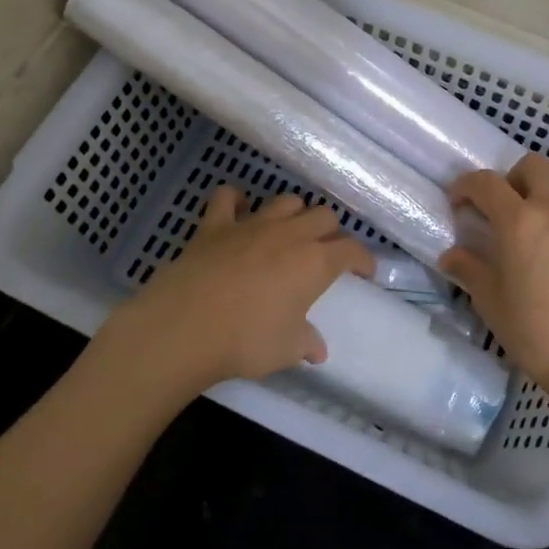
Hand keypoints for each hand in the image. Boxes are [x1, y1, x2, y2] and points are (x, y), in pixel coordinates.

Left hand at [97, 187, 374, 398]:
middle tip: (324, 253)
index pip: (352, 250)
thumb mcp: (285, 351)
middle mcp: (290, 234)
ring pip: (286, 201)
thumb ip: (305, 343)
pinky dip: (235, 201)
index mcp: (315, 263)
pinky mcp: (215, 225)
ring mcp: (252, 225)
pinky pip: (227, 198)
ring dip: (294, 213)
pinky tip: (238, 211)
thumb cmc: (245, 341)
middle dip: (330, 232)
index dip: (362, 260)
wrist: (185, 327)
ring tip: (289, 232)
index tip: (364, 272)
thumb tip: (317, 350)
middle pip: (323, 216)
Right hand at [440, 154, 548, 430]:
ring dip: (543, 188)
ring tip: (535, 221)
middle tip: (502, 209)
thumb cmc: (538, 333)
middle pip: (533, 166)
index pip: (487, 182)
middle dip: (511, 178)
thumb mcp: (492, 303)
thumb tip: (451, 256)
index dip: (467, 186)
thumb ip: (469, 270)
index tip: (459, 202)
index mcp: (520, 221)